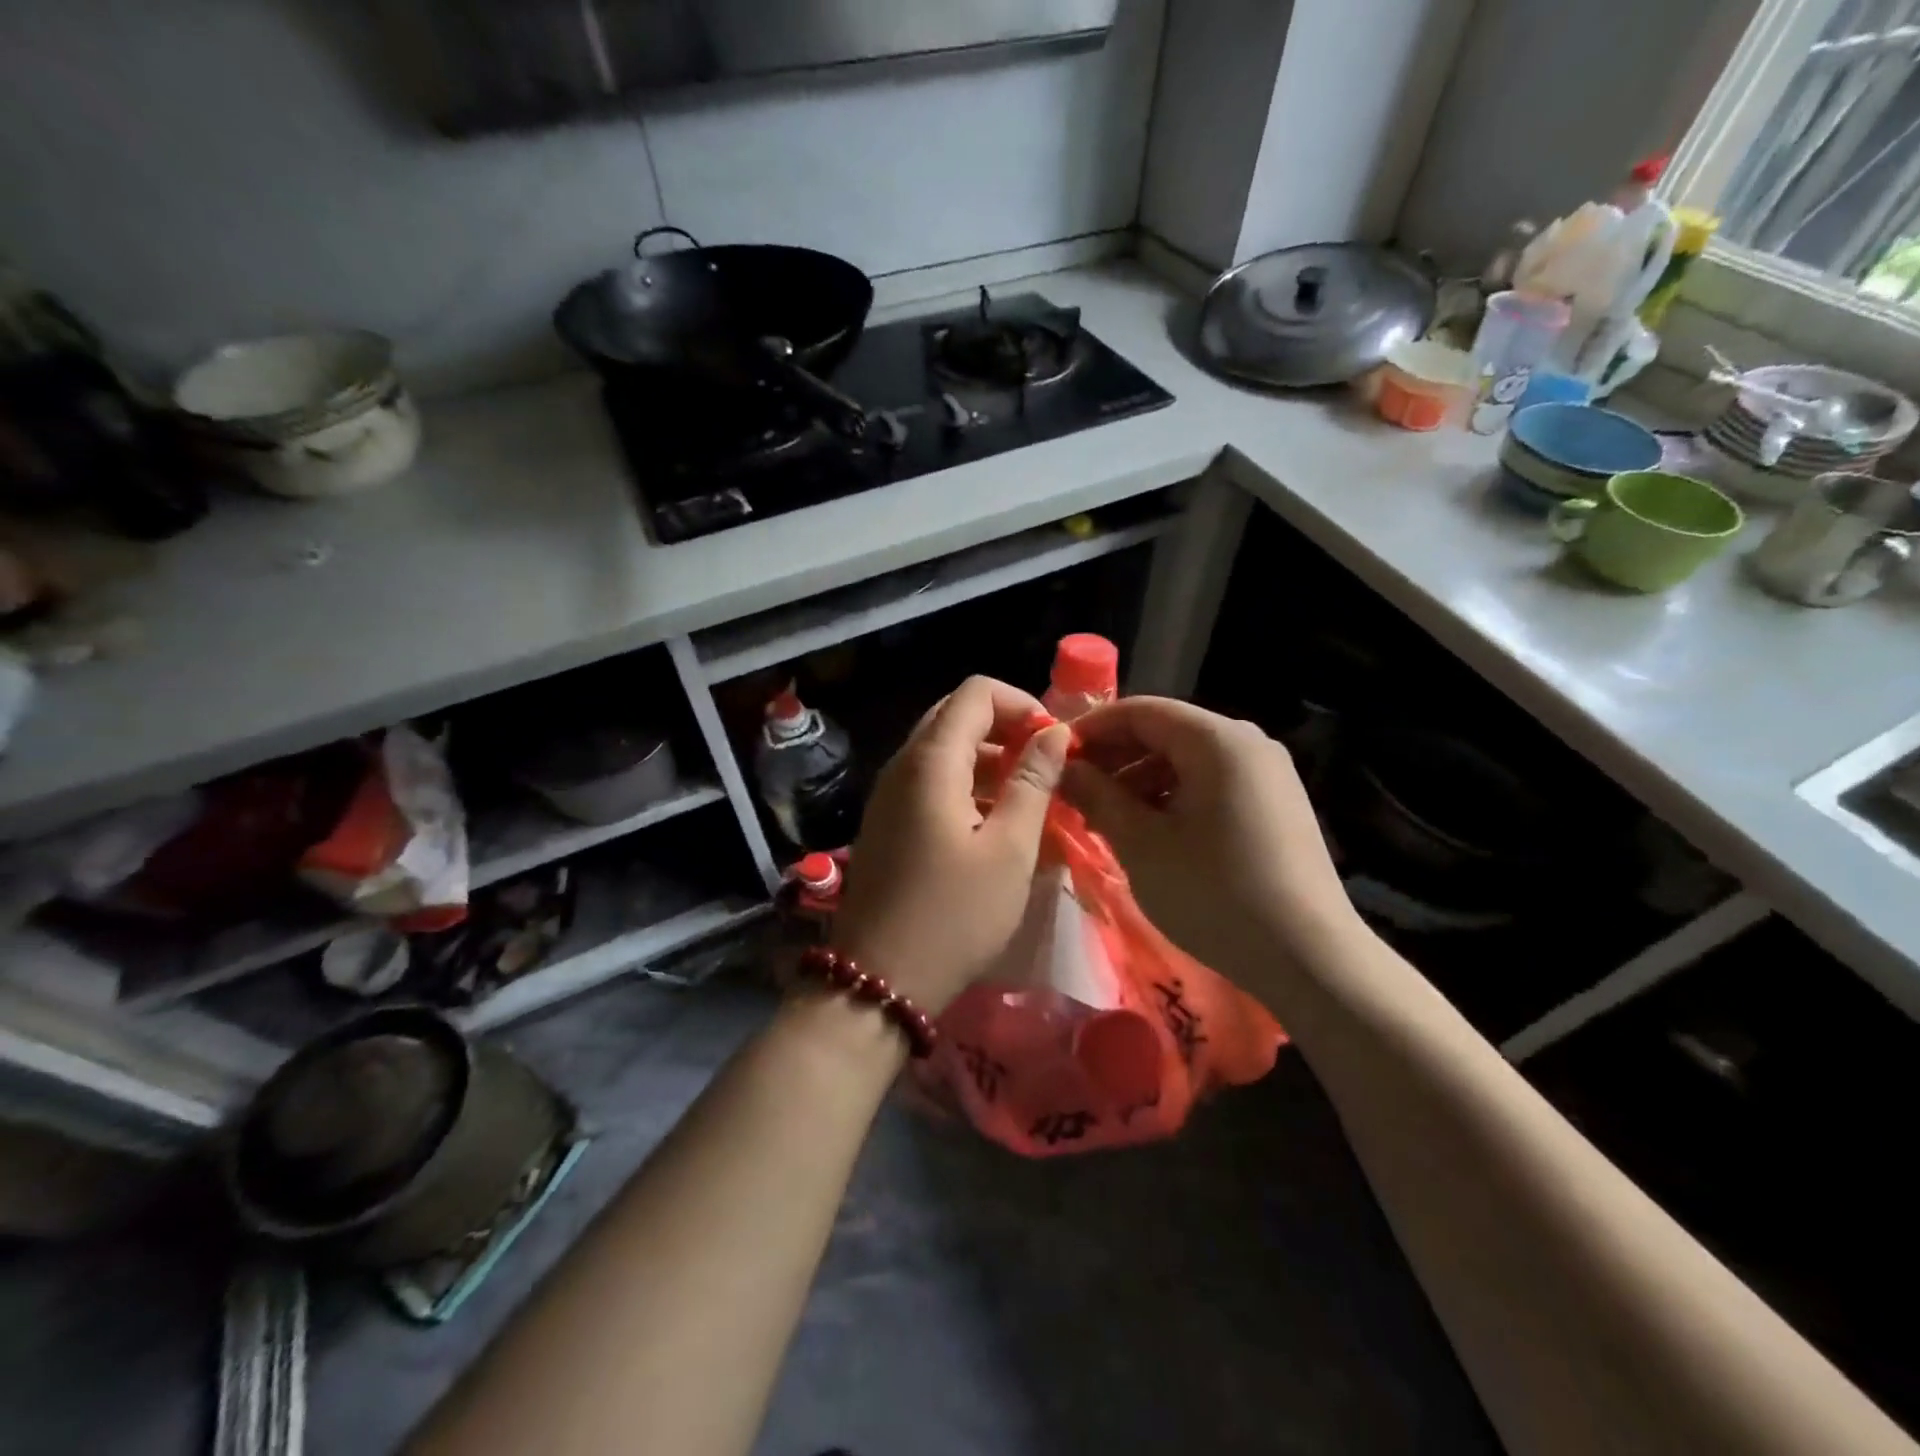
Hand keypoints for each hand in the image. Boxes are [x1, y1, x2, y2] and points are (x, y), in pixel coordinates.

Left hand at [833, 676, 1071, 1014]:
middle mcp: (902, 766)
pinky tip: (992, 823)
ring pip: (941, 750)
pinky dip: (965, 785)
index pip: (975, 693)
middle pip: (955, 716)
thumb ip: (1033, 782)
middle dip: (1005, 729)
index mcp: (931, 761)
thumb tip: (1053, 733)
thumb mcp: (1009, 849)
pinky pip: (929, 783)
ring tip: (1027, 796)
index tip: (1053, 741)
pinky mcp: (886, 823)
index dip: (1021, 703)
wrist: (878, 980)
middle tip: (1043, 766)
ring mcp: (888, 795)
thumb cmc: (954, 915)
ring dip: (987, 759)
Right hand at [1059, 697, 1356, 984]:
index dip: (1092, 729)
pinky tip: (1149, 830)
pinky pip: (1212, 783)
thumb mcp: (1141, 843)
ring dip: (1140, 780)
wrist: (1309, 958)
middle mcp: (1247, 742)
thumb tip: (1064, 768)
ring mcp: (1267, 773)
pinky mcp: (1276, 804)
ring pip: (1187, 759)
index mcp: (1217, 739)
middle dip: (1115, 757)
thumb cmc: (1214, 893)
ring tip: (1106, 816)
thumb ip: (1097, 796)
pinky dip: (1173, 796)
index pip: (1140, 710)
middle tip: (1075, 790)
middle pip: (1166, 731)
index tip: (1055, 757)